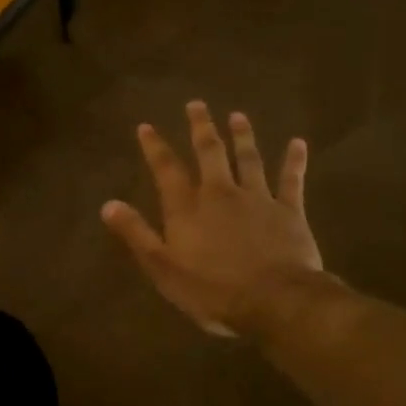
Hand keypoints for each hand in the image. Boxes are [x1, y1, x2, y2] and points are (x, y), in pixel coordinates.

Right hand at [101, 102, 326, 337]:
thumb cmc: (212, 290)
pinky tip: (298, 143)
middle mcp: (220, 193)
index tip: (146, 126)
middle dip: (201, 127)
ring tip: (238, 116)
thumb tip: (107, 205)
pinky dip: (294, 161)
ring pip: (248, 159)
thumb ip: (136, 234)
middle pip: (209, 152)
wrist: (275, 301)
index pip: (167, 169)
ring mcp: (257, 199)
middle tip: (197, 104)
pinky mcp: (289, 211)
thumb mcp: (163, 268)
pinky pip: (291, 180)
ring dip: (242, 136)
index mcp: (188, 208)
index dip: (155, 147)